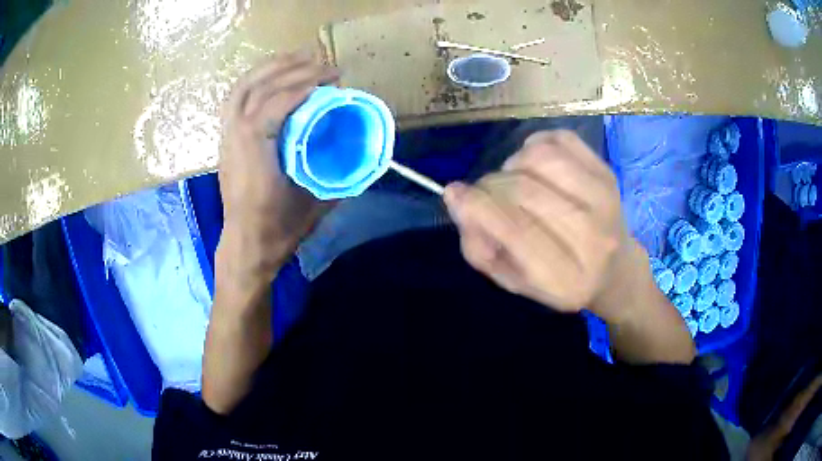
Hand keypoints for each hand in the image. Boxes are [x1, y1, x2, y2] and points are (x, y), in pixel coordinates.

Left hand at [218, 51, 339, 279]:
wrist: (246, 246)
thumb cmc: (278, 230)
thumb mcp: (315, 204)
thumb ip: (338, 175)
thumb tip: (362, 152)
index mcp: (254, 155)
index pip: (273, 105)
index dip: (303, 86)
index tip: (332, 80)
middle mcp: (235, 139)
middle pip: (256, 88)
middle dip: (291, 69)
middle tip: (322, 63)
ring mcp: (227, 137)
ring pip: (242, 88)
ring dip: (270, 67)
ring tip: (299, 58)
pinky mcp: (227, 139)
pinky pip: (236, 99)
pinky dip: (256, 80)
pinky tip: (275, 76)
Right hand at [444, 130, 638, 317]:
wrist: (616, 270)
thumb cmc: (559, 282)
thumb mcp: (513, 282)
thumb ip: (481, 249)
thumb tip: (457, 199)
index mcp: (566, 279)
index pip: (516, 231)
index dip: (478, 206)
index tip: (455, 194)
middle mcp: (592, 237)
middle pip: (525, 190)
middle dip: (490, 186)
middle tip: (486, 195)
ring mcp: (604, 198)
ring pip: (540, 158)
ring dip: (513, 165)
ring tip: (516, 182)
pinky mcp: (606, 171)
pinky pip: (558, 139)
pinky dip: (535, 146)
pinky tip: (536, 167)